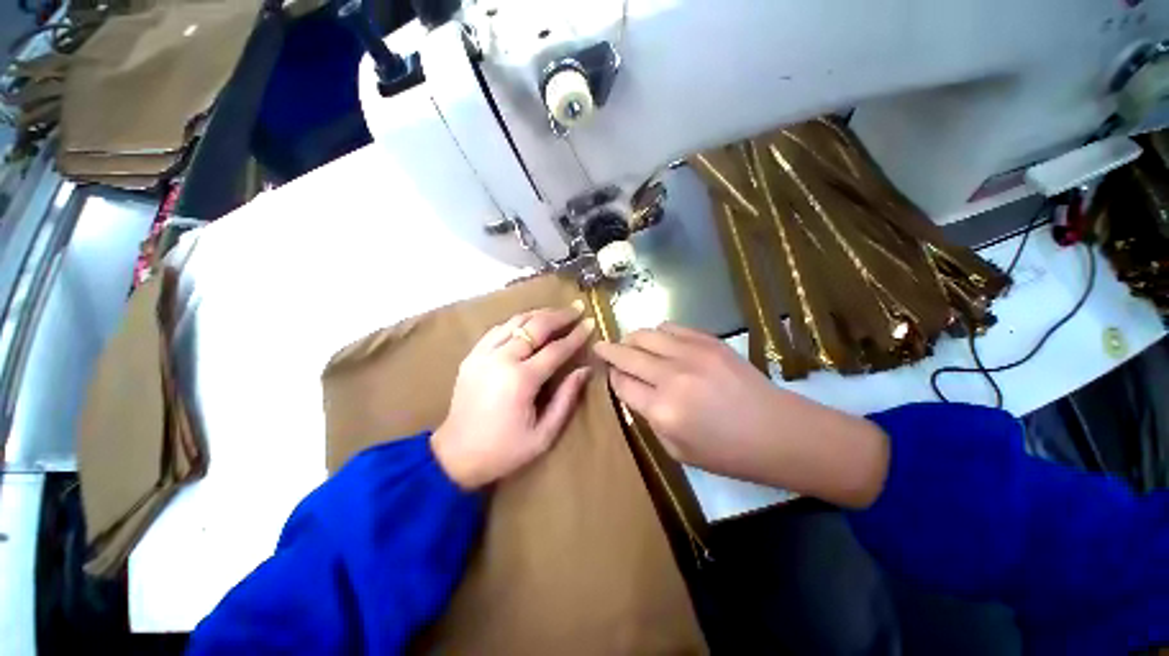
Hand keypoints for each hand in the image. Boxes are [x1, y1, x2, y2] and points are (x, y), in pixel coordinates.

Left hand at [431, 304, 594, 488]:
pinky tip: (529, 322)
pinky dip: (517, 321)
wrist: (455, 455)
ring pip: (515, 322)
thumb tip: (584, 369)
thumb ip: (566, 398)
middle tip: (576, 308)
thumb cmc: (505, 450)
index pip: (556, 349)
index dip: (576, 335)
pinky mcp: (472, 356)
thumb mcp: (544, 434)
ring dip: (539, 314)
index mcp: (521, 380)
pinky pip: (498, 329)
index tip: (591, 323)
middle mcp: (501, 360)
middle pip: (535, 327)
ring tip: (557, 311)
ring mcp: (483, 354)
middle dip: (559, 315)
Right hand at [592, 323, 888, 508]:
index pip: (622, 384)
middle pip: (627, 354)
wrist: (778, 432)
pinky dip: (658, 332)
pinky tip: (658, 340)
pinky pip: (671, 327)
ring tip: (628, 342)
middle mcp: (671, 376)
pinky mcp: (708, 341)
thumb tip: (634, 390)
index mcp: (662, 410)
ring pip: (645, 334)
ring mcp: (691, 353)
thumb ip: (649, 418)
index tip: (608, 372)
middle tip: (600, 347)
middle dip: (609, 350)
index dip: (611, 376)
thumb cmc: (727, 453)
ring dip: (631, 338)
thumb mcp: (677, 450)